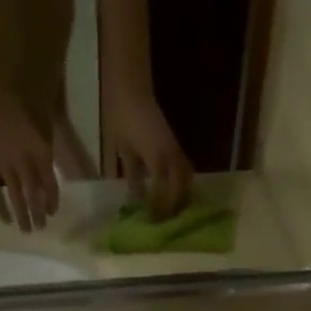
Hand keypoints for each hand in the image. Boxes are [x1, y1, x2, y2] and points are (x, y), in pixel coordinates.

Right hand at [0, 84, 58, 232]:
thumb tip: (50, 163)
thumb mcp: (41, 117)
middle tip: (41, 228)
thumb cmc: (17, 97)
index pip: (50, 185)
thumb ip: (46, 143)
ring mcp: (4, 167)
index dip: (52, 200)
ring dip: (22, 216)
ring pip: (15, 198)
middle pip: (33, 196)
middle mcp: (24, 164)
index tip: (53, 211)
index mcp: (40, 152)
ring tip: (26, 231)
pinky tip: (5, 220)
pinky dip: (0, 207)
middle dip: (38, 214)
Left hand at [103, 86, 192, 219]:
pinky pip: (185, 168)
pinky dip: (182, 183)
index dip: (158, 209)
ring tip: (173, 210)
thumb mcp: (124, 151)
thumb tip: (138, 199)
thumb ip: (133, 176)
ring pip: (187, 178)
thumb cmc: (123, 119)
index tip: (152, 221)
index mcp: (157, 159)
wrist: (131, 89)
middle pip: (181, 188)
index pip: (163, 193)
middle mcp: (171, 156)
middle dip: (174, 206)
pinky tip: (175, 193)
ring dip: (183, 195)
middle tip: (164, 220)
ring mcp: (175, 149)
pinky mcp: (175, 144)